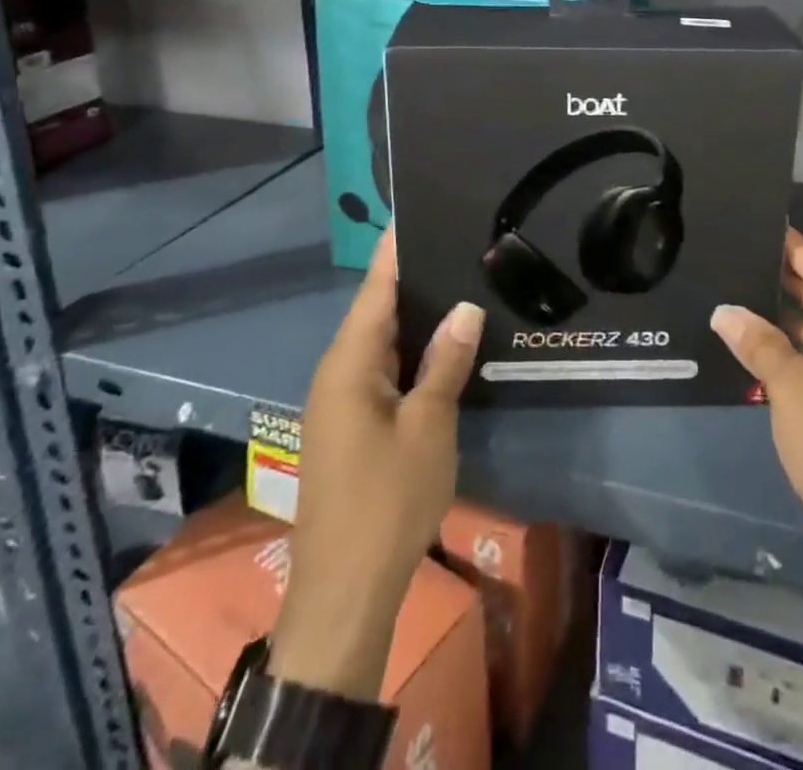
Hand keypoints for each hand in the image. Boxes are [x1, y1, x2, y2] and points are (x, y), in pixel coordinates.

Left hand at [270, 231, 484, 700]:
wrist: (344, 592)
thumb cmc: (387, 500)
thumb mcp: (428, 426)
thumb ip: (445, 361)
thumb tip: (465, 306)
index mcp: (348, 363)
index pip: (375, 288)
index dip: (395, 250)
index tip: (417, 210)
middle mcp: (338, 372)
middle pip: (376, 311)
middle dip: (412, 278)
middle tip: (456, 242)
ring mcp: (341, 401)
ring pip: (380, 342)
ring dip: (414, 316)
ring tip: (457, 281)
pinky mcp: (351, 425)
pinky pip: (382, 370)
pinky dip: (410, 351)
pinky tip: (442, 344)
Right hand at [711, 227, 802, 562]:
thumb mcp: (790, 387)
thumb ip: (757, 341)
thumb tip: (725, 311)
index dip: (786, 242)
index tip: (754, 218)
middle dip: (779, 277)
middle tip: (733, 254)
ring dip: (785, 317)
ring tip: (736, 293)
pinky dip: (798, 348)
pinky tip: (761, 345)